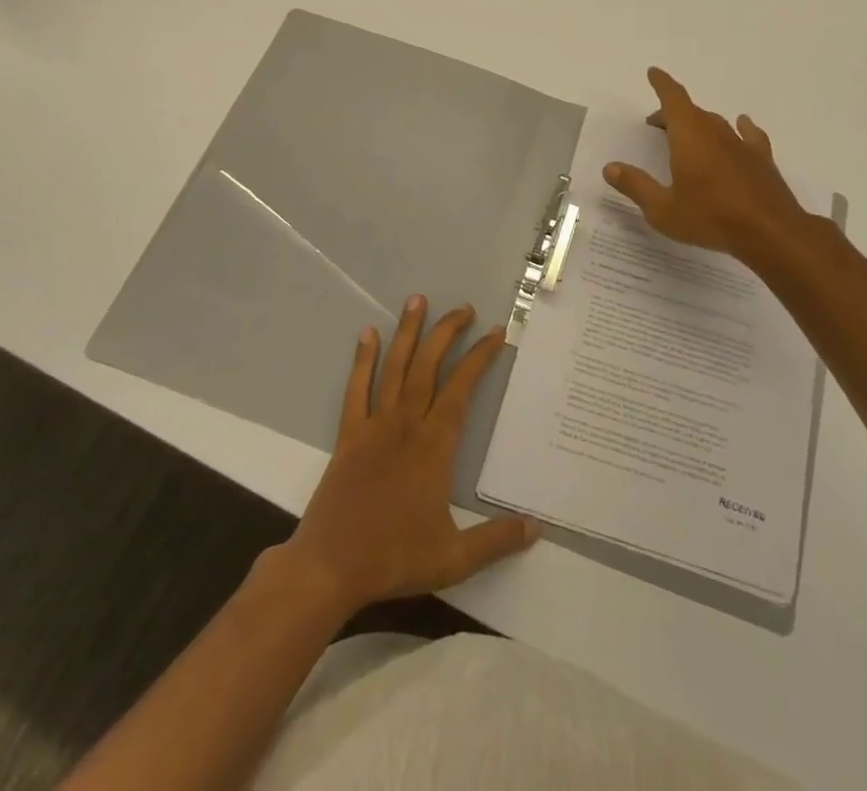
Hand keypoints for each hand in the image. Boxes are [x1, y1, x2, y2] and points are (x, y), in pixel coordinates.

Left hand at [282, 297, 538, 616]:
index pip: (461, 388)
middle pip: (428, 365)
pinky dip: (362, 360)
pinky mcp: (348, 435)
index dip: (479, 357)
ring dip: (408, 332)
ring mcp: (374, 426)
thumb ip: (497, 540)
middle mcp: (406, 424)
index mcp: (435, 445)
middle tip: (463, 307)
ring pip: (394, 368)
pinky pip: (356, 389)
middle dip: (447, 332)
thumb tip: (537, 529)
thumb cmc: (393, 558)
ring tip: (417, 300)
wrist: (330, 567)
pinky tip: (366, 335)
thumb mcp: (454, 558)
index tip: (495, 333)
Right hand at [603, 67, 808, 258]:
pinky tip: (741, 125)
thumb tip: (611, 167)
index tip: (653, 72)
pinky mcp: (761, 159)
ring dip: (698, 124)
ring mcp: (740, 144)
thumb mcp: (662, 209)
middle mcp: (714, 131)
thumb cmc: (710, 217)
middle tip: (656, 125)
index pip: (672, 98)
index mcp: (688, 135)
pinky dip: (740, 127)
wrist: (770, 232)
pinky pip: (747, 134)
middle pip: (690, 112)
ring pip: (715, 123)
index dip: (662, 84)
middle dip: (671, 113)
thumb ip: (636, 185)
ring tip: (687, 135)